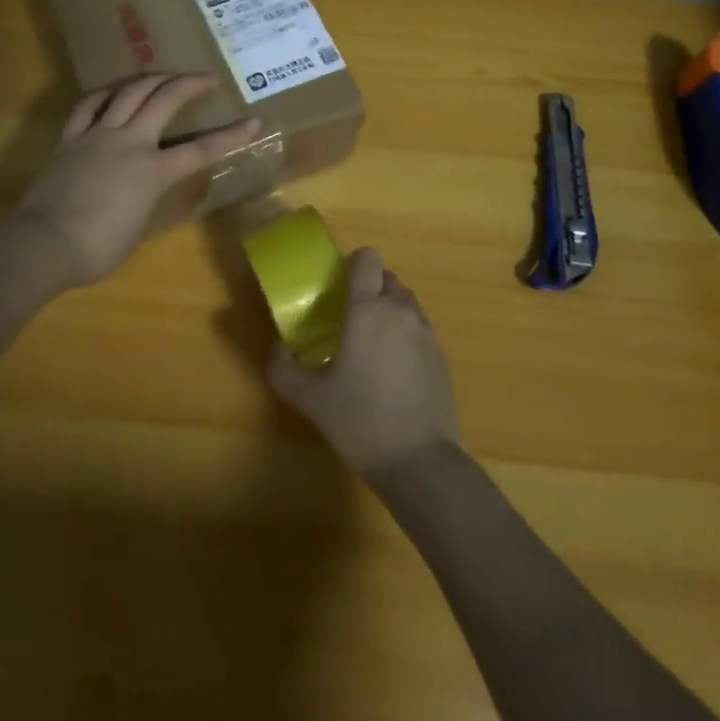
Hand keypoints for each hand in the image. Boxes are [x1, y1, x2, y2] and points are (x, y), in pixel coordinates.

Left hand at [16, 73, 259, 287]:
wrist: (44, 244)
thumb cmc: (97, 249)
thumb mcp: (138, 229)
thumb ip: (148, 201)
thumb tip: (145, 190)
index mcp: (152, 171)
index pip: (201, 150)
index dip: (231, 136)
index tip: (254, 122)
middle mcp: (129, 143)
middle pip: (165, 100)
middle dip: (191, 84)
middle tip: (208, 78)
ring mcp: (97, 135)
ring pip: (128, 92)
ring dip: (152, 78)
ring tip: (165, 75)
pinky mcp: (70, 138)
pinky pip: (87, 105)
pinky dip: (104, 93)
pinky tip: (113, 90)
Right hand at [268, 248, 461, 477]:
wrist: (419, 461)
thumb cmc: (359, 421)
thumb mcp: (310, 398)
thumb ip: (284, 369)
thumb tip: (276, 349)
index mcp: (367, 309)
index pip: (368, 259)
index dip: (353, 264)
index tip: (338, 288)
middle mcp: (400, 310)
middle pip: (387, 277)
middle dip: (369, 289)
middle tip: (350, 319)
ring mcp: (426, 332)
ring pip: (406, 302)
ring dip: (389, 310)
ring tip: (372, 345)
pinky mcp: (442, 356)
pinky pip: (420, 328)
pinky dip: (406, 335)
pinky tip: (394, 370)